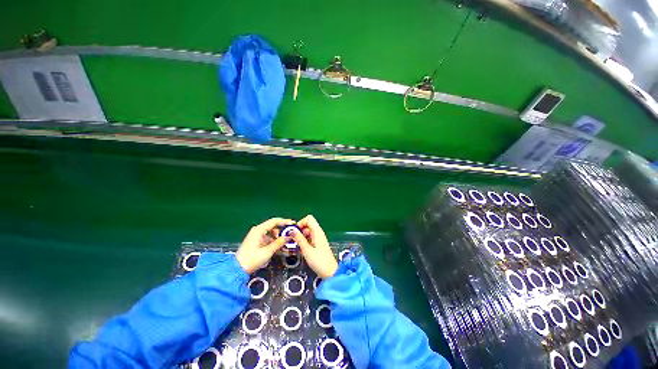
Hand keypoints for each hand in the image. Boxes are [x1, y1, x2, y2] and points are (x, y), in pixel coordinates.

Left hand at [236, 218, 294, 272]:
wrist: (237, 270)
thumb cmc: (252, 259)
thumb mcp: (268, 251)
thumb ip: (279, 242)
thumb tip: (290, 235)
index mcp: (259, 230)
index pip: (274, 221)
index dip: (285, 222)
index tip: (293, 224)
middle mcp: (257, 230)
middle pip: (273, 226)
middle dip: (282, 230)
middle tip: (291, 235)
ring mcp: (256, 236)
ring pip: (271, 233)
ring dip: (279, 237)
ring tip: (286, 242)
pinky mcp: (256, 241)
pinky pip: (268, 238)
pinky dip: (274, 241)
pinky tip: (280, 246)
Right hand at [293, 215, 337, 278]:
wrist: (330, 272)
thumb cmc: (319, 262)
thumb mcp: (307, 250)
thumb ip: (299, 239)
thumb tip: (292, 230)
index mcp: (317, 232)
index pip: (309, 219)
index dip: (301, 223)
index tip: (295, 232)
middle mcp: (318, 233)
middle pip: (307, 225)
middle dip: (299, 230)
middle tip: (292, 240)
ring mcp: (318, 238)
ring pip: (307, 232)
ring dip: (300, 237)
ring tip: (294, 246)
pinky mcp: (317, 244)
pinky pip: (309, 238)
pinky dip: (303, 241)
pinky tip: (299, 249)